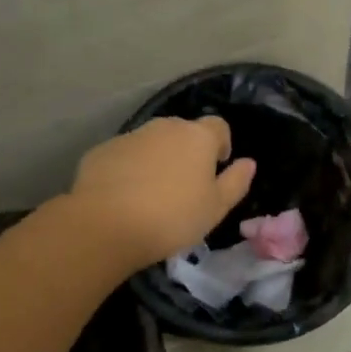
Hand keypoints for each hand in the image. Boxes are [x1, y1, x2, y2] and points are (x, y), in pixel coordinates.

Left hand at [70, 117, 256, 267]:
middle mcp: (164, 127)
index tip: (216, 169)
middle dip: (187, 152)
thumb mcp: (216, 208)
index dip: (221, 145)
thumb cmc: (172, 217)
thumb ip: (236, 182)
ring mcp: (130, 136)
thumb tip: (248, 163)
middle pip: (183, 132)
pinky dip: (128, 169)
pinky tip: (123, 197)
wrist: (105, 225)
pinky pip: (124, 156)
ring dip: (157, 160)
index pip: (219, 126)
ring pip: (152, 143)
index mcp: (198, 137)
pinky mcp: (102, 150)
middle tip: (185, 187)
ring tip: (152, 194)